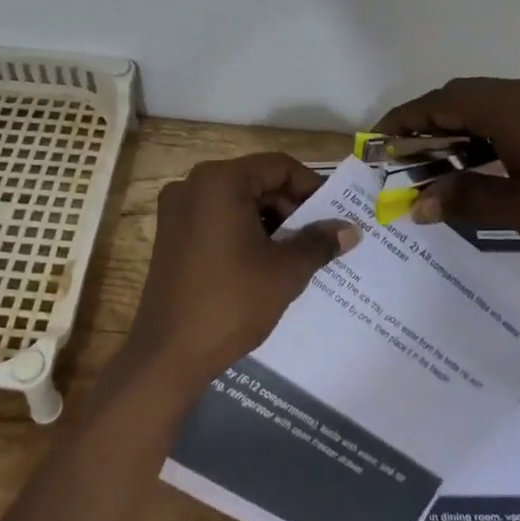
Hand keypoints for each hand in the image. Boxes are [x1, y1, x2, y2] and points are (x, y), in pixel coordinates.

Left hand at [125, 154, 360, 396]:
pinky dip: (244, 232)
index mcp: (220, 181)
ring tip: (298, 253)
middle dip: (291, 207)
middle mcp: (193, 185)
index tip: (334, 214)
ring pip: (237, 201)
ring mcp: (177, 210)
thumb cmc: (231, 302)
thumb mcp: (285, 270)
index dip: (312, 188)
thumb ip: (319, 242)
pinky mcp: (170, 235)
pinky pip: (217, 220)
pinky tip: (266, 262)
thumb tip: (351, 229)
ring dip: (269, 221)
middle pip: (256, 181)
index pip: (278, 167)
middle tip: (320, 237)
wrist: (168, 354)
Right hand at [375, 77, 519, 272]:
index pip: (440, 102)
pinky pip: (507, 112)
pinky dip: (481, 130)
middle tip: (401, 156)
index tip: (376, 141)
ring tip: (433, 161)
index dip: (403, 119)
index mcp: (510, 109)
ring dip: (455, 126)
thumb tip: (417, 205)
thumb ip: (467, 200)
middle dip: (425, 122)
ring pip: (484, 103)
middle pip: (459, 96)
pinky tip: (479, 161)